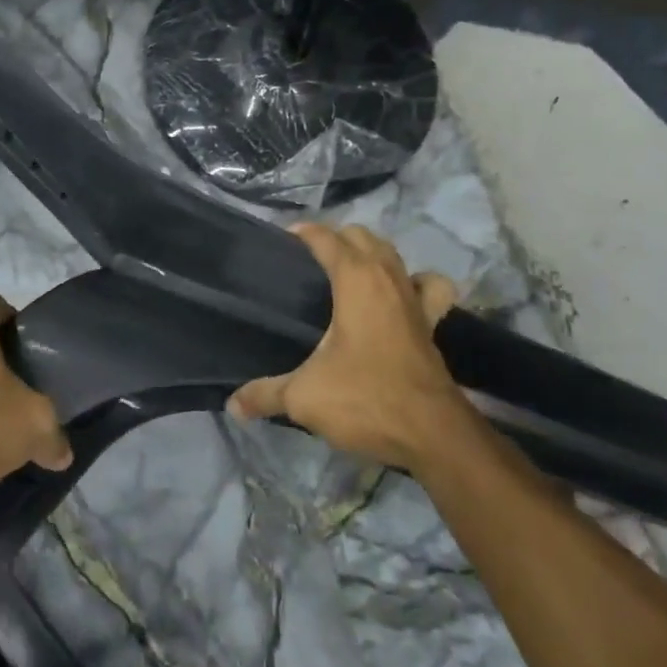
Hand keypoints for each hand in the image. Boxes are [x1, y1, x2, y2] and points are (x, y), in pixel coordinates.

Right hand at [228, 223, 467, 470]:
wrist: (432, 434)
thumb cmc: (365, 399)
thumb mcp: (304, 397)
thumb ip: (265, 394)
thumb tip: (233, 404)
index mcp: (355, 280)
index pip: (325, 238)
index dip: (303, 233)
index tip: (282, 239)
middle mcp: (387, 278)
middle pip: (361, 236)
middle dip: (335, 239)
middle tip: (308, 260)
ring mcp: (414, 299)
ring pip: (393, 254)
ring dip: (371, 253)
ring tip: (349, 271)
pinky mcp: (432, 323)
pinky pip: (428, 286)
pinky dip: (416, 282)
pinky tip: (401, 297)